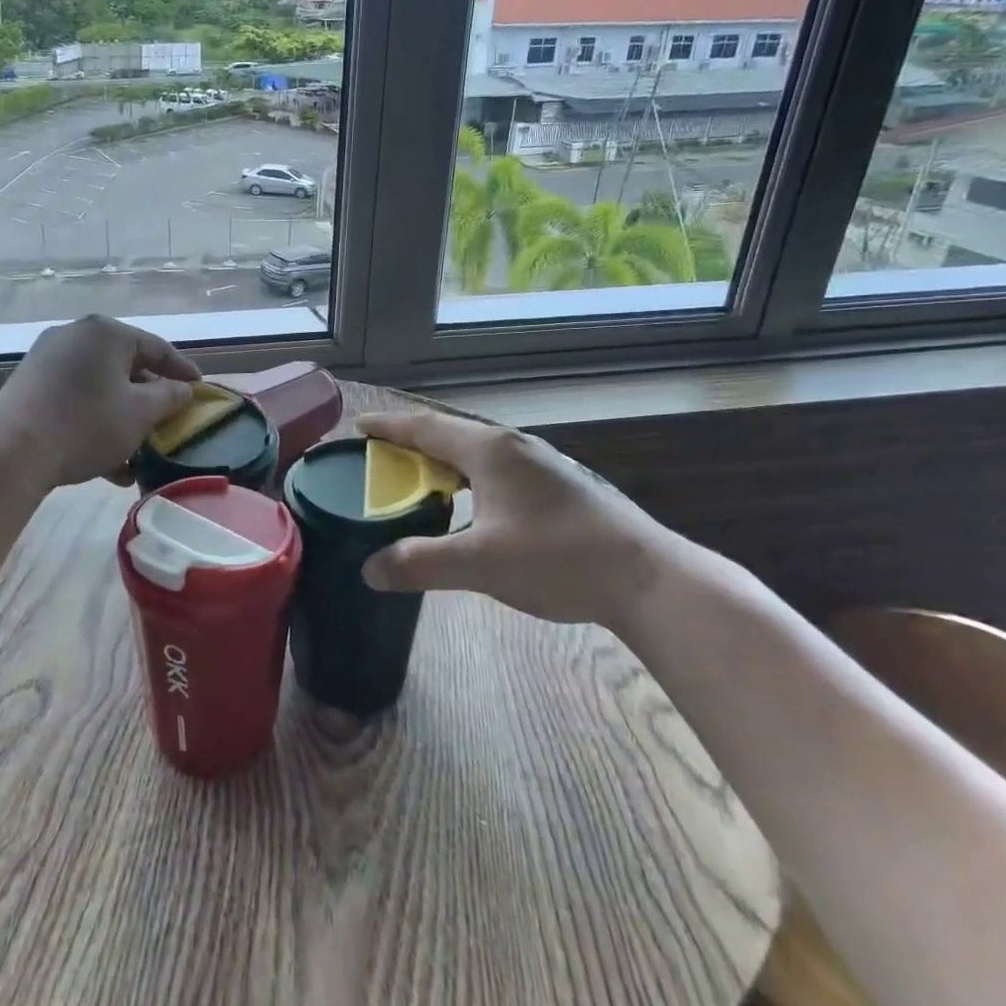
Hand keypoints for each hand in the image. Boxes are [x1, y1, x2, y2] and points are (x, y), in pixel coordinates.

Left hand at [0, 316, 200, 489]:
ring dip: (123, 418)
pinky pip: (75, 398)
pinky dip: (96, 422)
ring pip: (100, 387)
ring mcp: (47, 359)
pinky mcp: (29, 385)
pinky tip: (109, 463)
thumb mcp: (140, 413)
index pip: (157, 347)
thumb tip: (183, 390)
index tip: (201, 389)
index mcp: (106, 333)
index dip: (183, 370)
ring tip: (140, 453)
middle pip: (126, 366)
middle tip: (169, 420)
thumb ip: (169, 397)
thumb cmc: (85, 425)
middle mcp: (75, 336)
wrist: (10, 453)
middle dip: (149, 399)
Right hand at [354, 408, 680, 630]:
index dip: (389, 426)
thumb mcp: (480, 564)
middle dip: (411, 442)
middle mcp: (512, 446)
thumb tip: (369, 569)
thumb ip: (420, 563)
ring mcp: (540, 463)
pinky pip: (495, 468)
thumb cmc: (558, 560)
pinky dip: (467, 476)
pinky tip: (469, 502)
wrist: (647, 578)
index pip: (425, 427)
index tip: (358, 426)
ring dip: (441, 460)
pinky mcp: (557, 484)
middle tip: (378, 457)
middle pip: (449, 434)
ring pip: (475, 451)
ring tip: (416, 478)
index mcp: (489, 450)